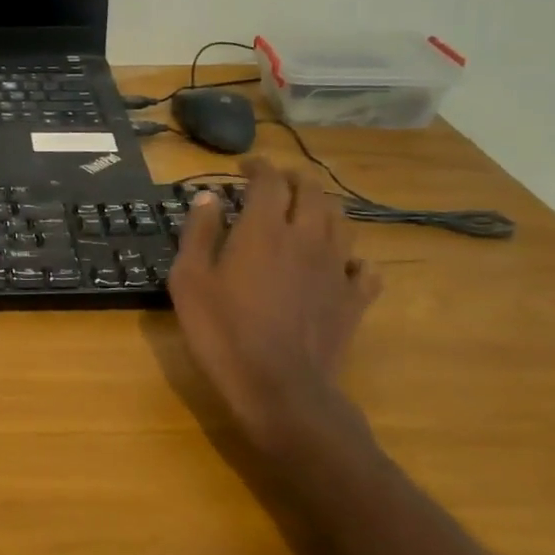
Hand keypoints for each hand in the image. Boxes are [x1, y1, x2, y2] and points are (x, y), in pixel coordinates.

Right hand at [168, 157, 382, 451]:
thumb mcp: (189, 280)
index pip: (270, 180)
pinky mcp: (354, 300)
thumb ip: (199, 233)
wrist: (279, 388)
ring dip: (323, 208)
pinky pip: (364, 268)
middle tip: (276, 184)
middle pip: (312, 192)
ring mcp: (336, 268)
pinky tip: (341, 264)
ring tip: (307, 212)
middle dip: (294, 180)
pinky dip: (352, 258)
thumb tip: (207, 198)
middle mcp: (307, 237)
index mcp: (265, 228)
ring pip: (341, 221)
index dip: (258, 167)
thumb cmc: (223, 332)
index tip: (245, 168)